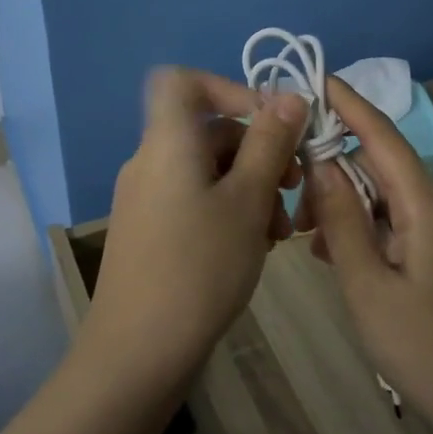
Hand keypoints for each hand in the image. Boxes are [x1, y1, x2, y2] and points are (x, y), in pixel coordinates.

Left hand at [86, 68, 308, 392]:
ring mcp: (147, 197)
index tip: (269, 122)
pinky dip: (228, 209)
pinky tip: (255, 245)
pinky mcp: (150, 230)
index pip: (183, 81)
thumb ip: (270, 143)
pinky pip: (195, 198)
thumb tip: (290, 97)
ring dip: (250, 186)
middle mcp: (151, 160)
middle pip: (208, 130)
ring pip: (208, 169)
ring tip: (280, 230)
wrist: (138, 352)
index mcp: (168, 141)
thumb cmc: (200, 266)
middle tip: (295, 185)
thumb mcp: (247, 200)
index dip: (229, 88)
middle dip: (258, 150)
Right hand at [299, 77, 432, 427]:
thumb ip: (341, 219)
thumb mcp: (366, 283)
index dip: (348, 103)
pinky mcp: (427, 250)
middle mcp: (431, 205)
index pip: (381, 136)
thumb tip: (319, 163)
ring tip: (299, 224)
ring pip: (376, 191)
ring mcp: (432, 228)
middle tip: (285, 169)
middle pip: (377, 160)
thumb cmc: (421, 344)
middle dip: (330, 158)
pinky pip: (383, 218)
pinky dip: (352, 223)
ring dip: (337, 197)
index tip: (314, 77)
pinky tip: (322, 247)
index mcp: (424, 204)